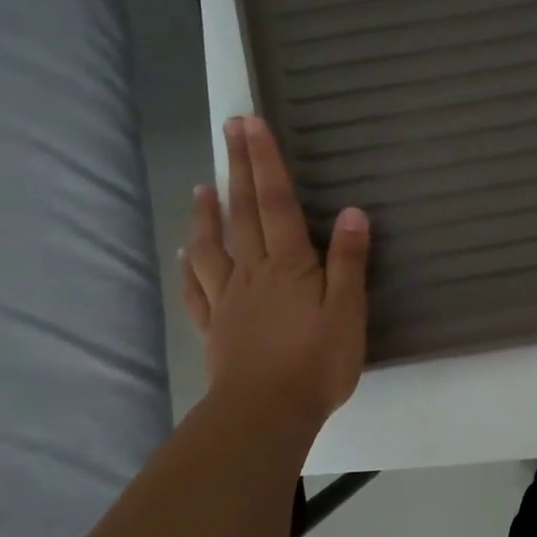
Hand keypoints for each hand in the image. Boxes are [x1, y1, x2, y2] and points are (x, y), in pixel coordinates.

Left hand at [179, 116, 369, 430]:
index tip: (253, 123)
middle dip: (239, 168)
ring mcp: (229, 299)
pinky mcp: (215, 327)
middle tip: (229, 128)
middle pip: (244, 212)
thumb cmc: (317, 361)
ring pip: (213, 245)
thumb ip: (348, 261)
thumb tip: (351, 212)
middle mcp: (253, 272)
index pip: (277, 203)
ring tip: (203, 187)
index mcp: (289, 265)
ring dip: (208, 213)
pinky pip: (198, 289)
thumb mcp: (348, 311)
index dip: (266, 162)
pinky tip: (186, 254)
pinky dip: (190, 266)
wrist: (266, 413)